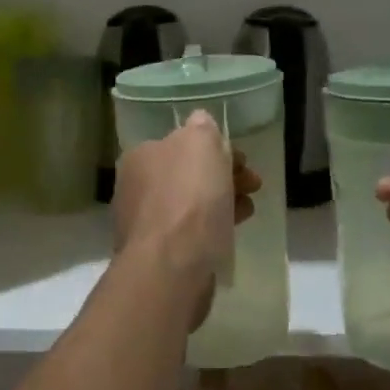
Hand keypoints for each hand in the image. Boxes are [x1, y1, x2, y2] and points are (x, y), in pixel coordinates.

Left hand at [113, 112, 261, 306]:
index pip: (181, 143)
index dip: (216, 148)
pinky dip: (213, 227)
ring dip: (222, 201)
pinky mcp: (157, 255)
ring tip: (248, 208)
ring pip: (191, 204)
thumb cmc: (188, 198)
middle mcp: (136, 187)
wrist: (171, 266)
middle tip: (253, 183)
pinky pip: (190, 233)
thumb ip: (202, 128)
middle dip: (223, 175)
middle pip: (187, 174)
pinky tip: (232, 231)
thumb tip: (200, 123)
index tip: (242, 160)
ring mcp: (144, 223)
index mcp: (140, 156)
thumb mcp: (201, 143)